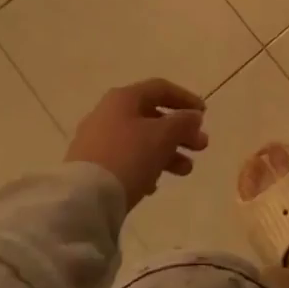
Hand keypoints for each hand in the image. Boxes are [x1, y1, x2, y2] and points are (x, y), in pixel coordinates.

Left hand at [65, 79, 208, 209]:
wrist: (84, 199)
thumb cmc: (128, 157)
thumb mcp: (163, 136)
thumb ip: (183, 122)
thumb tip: (193, 116)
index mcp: (123, 98)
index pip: (160, 88)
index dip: (185, 99)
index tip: (204, 115)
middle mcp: (107, 113)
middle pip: (151, 116)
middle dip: (180, 132)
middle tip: (201, 147)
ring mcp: (96, 141)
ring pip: (140, 140)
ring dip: (167, 152)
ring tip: (186, 171)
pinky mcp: (90, 167)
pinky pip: (125, 160)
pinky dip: (145, 166)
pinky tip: (154, 185)